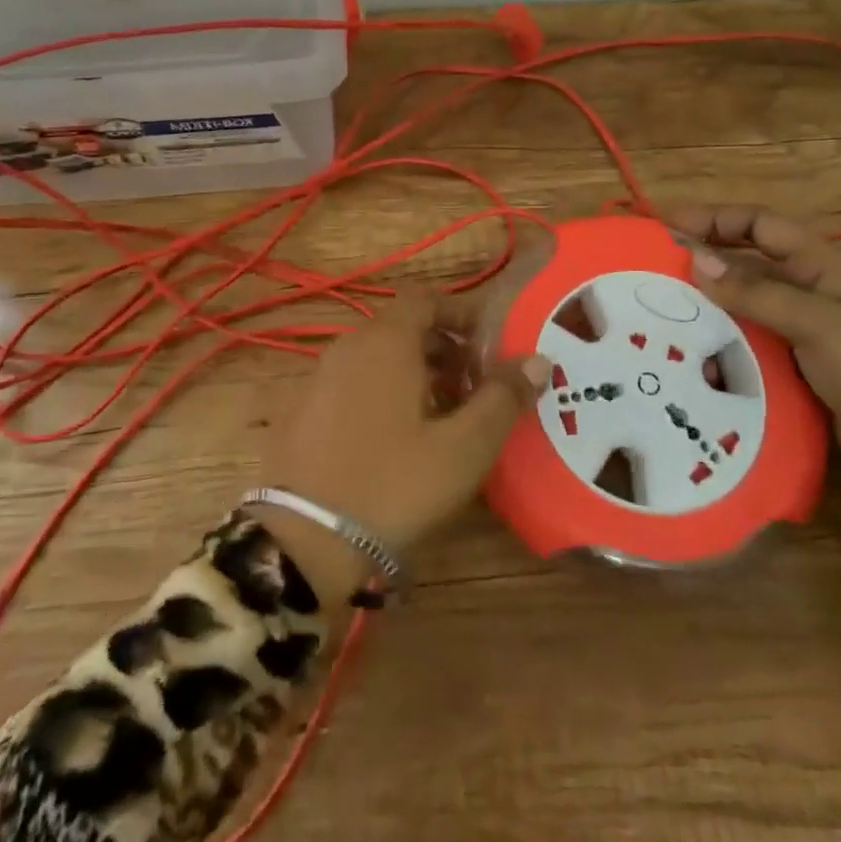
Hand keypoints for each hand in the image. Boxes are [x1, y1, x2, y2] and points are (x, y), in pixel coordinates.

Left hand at [255, 295, 550, 594]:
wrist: (303, 542)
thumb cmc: (394, 485)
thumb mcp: (462, 448)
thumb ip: (502, 399)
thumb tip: (538, 360)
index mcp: (385, 342)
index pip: (425, 299)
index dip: (460, 314)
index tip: (488, 345)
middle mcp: (348, 347)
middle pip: (402, 328)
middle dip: (444, 349)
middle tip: (475, 388)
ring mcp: (319, 378)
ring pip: (377, 358)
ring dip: (415, 374)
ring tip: (444, 418)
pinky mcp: (303, 411)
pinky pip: (353, 384)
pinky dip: (383, 393)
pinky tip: (399, 441)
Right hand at [667, 205, 840, 475]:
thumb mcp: (817, 322)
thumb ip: (756, 292)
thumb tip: (696, 260)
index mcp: (820, 264)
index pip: (760, 223)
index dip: (716, 218)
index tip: (670, 225)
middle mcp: (805, 287)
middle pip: (745, 260)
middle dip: (703, 258)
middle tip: (655, 266)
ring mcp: (797, 326)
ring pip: (740, 302)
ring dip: (706, 302)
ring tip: (661, 309)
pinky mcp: (790, 361)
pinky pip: (745, 338)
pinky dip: (718, 339)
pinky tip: (690, 350)